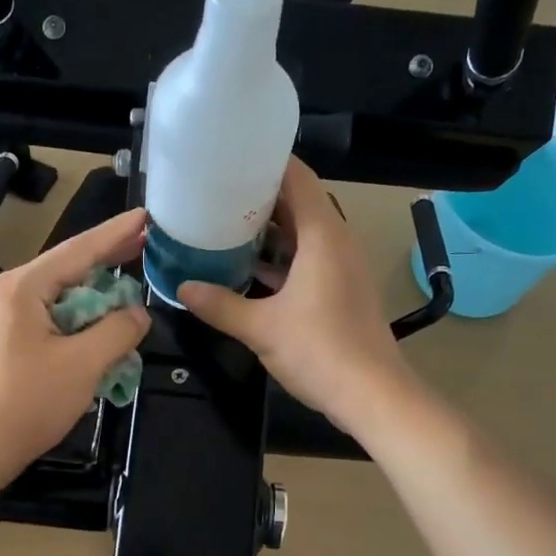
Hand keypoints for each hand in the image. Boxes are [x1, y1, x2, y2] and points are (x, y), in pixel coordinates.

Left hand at [0, 207, 151, 485]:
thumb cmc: (28, 403)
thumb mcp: (83, 364)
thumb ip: (118, 330)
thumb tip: (139, 313)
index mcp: (23, 287)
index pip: (79, 250)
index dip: (117, 234)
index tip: (147, 217)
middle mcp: (9, 294)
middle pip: (68, 270)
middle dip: (109, 262)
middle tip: (147, 244)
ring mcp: (4, 319)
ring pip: (61, 299)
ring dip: (97, 300)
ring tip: (131, 291)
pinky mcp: (6, 343)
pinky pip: (51, 322)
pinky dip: (80, 324)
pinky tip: (102, 331)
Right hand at [180, 158, 412, 437]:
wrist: (372, 395)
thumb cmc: (320, 352)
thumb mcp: (261, 328)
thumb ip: (219, 305)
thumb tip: (182, 289)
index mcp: (322, 235)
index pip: (297, 177)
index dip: (264, 162)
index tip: (228, 159)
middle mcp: (336, 242)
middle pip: (299, 202)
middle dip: (258, 197)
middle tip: (215, 194)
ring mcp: (341, 267)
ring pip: (302, 234)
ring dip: (268, 230)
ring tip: (224, 226)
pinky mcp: (341, 290)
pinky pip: (307, 259)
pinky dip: (280, 258)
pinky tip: (247, 269)